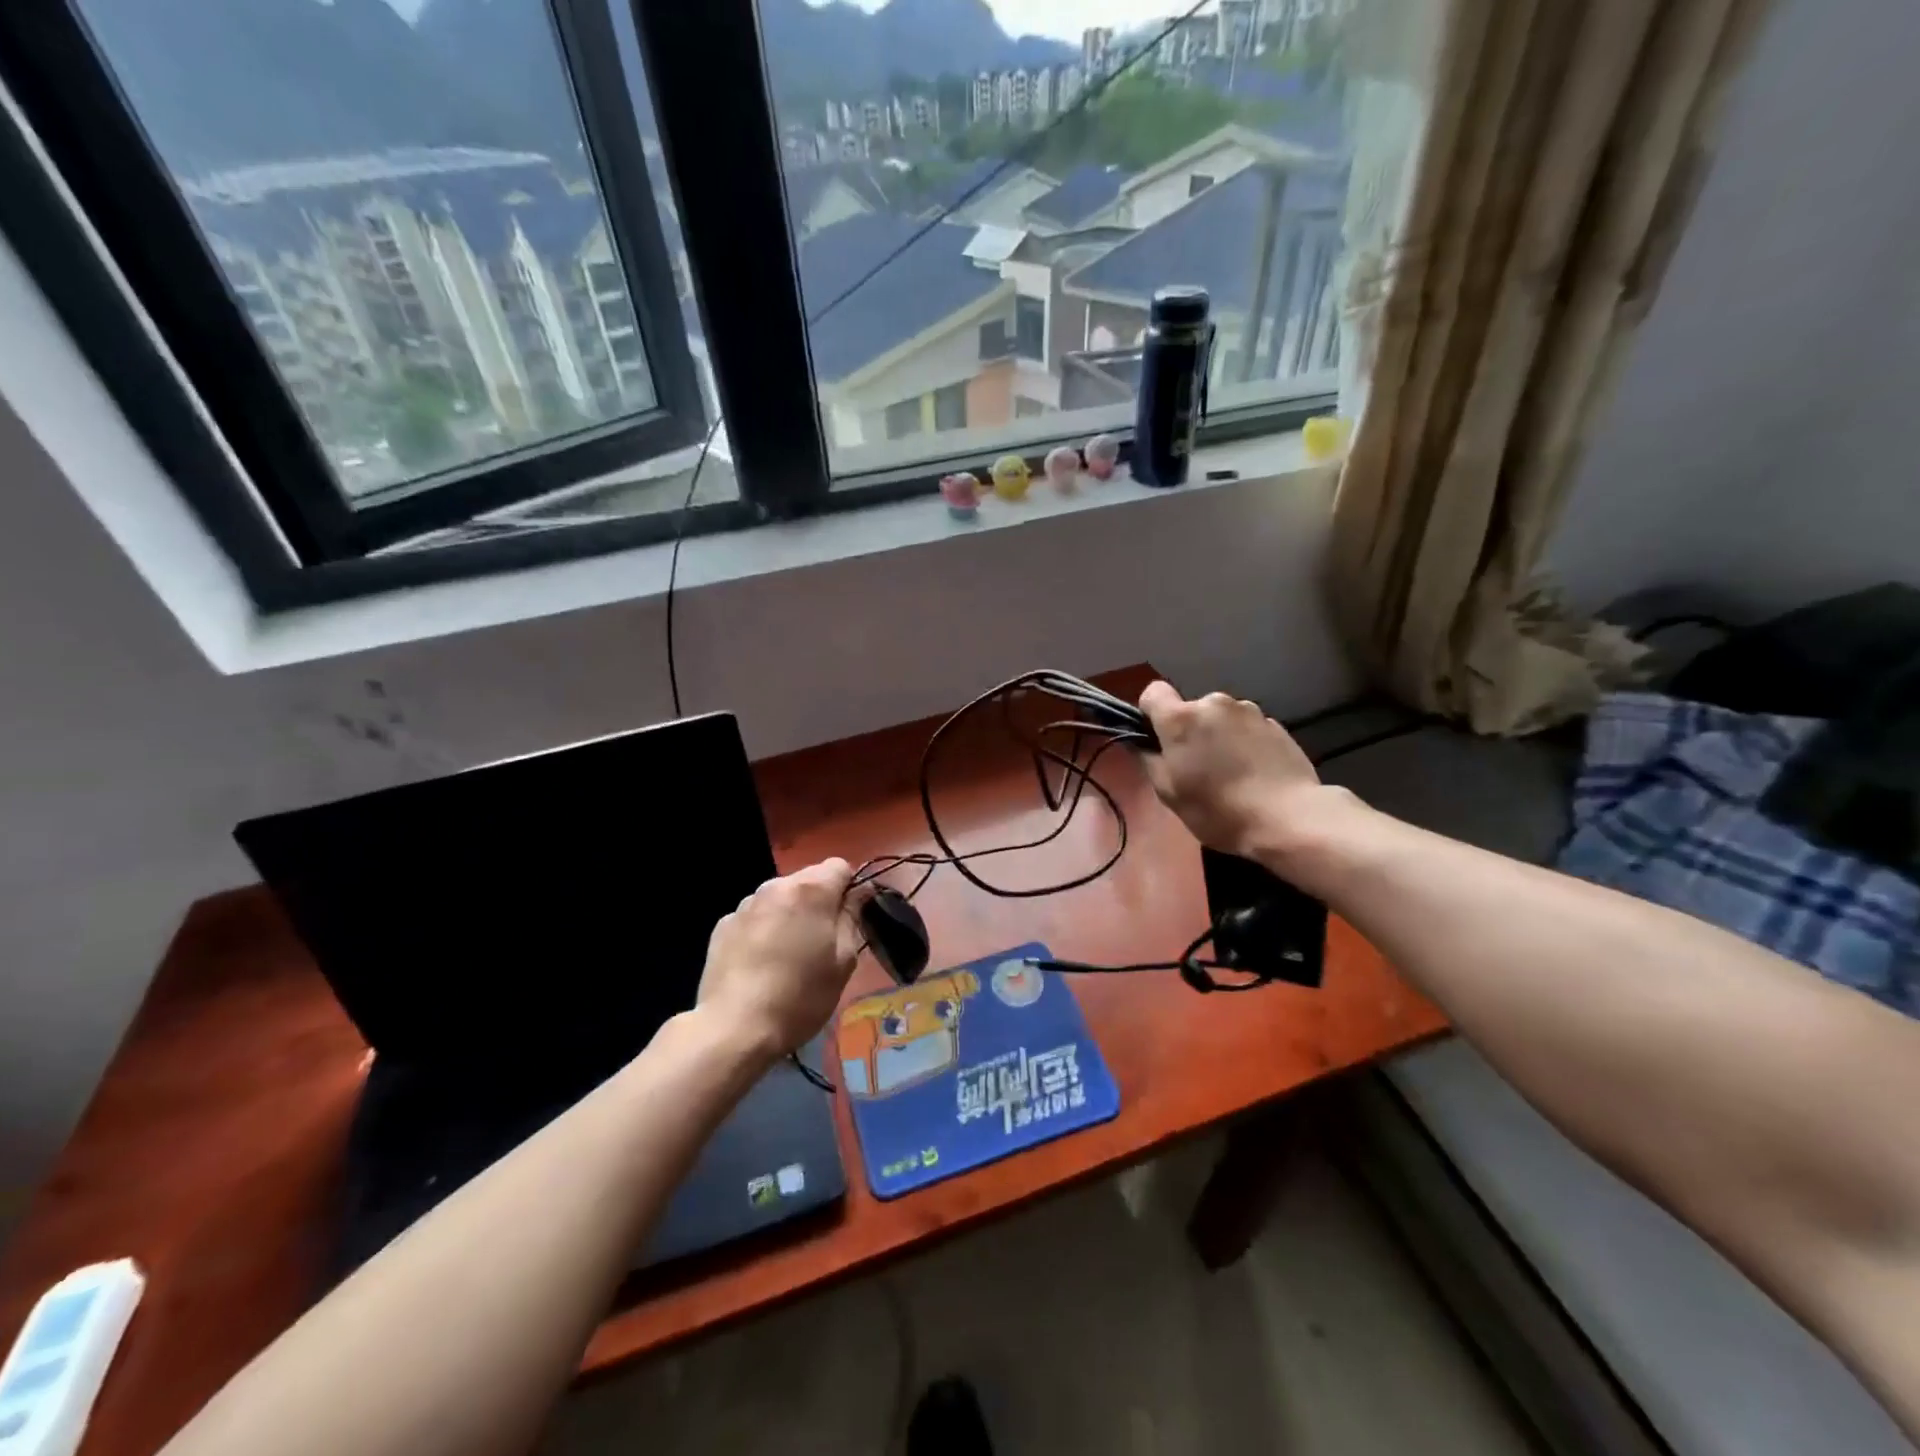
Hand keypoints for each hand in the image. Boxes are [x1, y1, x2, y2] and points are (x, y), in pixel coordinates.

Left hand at [698, 859, 868, 1059]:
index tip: (849, 919)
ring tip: (788, 955)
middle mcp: (775, 886)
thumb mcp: (843, 961)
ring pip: (779, 898)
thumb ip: (852, 917)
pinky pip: (755, 917)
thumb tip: (859, 892)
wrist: (734, 1028)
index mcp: (810, 890)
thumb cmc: (801, 995)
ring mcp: (745, 904)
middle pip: (807, 880)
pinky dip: (763, 929)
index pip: (839, 866)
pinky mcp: (723, 926)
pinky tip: (760, 963)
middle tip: (822, 943)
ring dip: (789, 914)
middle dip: (818, 902)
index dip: (849, 888)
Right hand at [1136, 681, 1337, 862]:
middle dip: (1190, 731)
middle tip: (1198, 767)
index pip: (1153, 693)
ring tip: (1231, 772)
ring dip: (1220, 736)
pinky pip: (1248, 728)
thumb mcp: (1168, 793)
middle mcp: (1214, 703)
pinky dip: (1245, 743)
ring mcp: (1249, 711)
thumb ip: (1148, 760)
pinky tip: (1255, 773)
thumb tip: (1140, 743)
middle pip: (1190, 709)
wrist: (1288, 818)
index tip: (1158, 741)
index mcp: (1181, 718)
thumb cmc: (1217, 809)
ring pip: (1221, 718)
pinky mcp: (1276, 724)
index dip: (1151, 714)